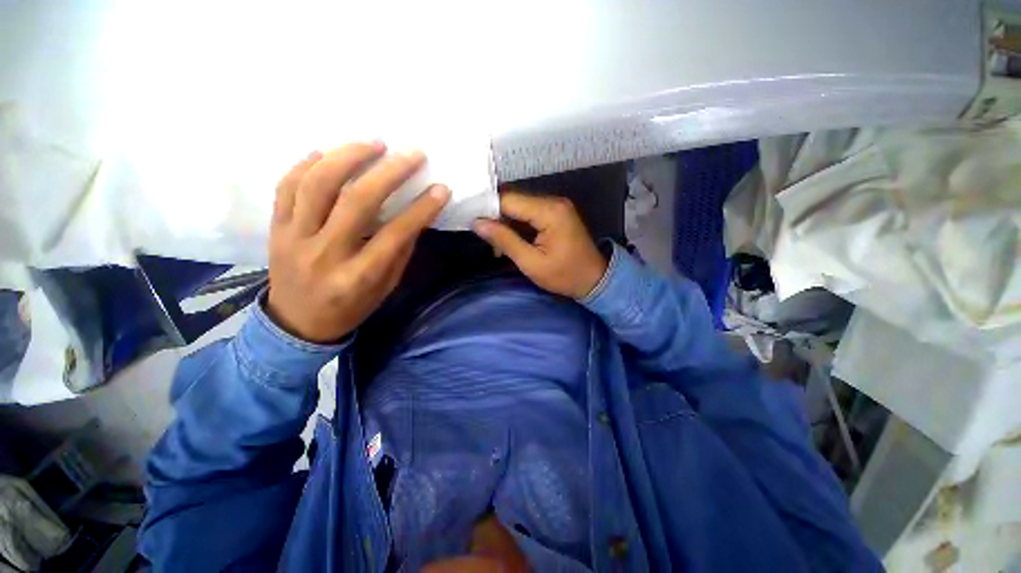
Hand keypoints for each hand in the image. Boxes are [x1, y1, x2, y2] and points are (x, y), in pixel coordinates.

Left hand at [267, 143, 449, 342]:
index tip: (441, 189)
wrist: (297, 324)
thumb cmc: (350, 308)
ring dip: (348, 156)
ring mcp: (294, 238)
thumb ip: (399, 252)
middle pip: (356, 201)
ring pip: (317, 185)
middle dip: (389, 172)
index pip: (395, 234)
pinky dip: (308, 163)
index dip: (421, 209)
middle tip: (412, 153)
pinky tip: (329, 152)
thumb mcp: (385, 288)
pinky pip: (286, 186)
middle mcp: (325, 254)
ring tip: (374, 142)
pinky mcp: (275, 228)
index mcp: (357, 277)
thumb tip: (416, 216)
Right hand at [472, 192, 606, 298]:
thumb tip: (477, 223)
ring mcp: (557, 206)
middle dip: (495, 214)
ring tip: (490, 237)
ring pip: (521, 206)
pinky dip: (517, 223)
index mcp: (549, 212)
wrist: (595, 280)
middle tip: (478, 229)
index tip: (469, 218)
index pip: (509, 200)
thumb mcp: (531, 263)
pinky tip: (507, 235)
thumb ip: (505, 240)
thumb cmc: (564, 276)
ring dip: (505, 219)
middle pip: (515, 200)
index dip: (487, 208)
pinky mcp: (557, 213)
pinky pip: (530, 212)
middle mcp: (554, 201)